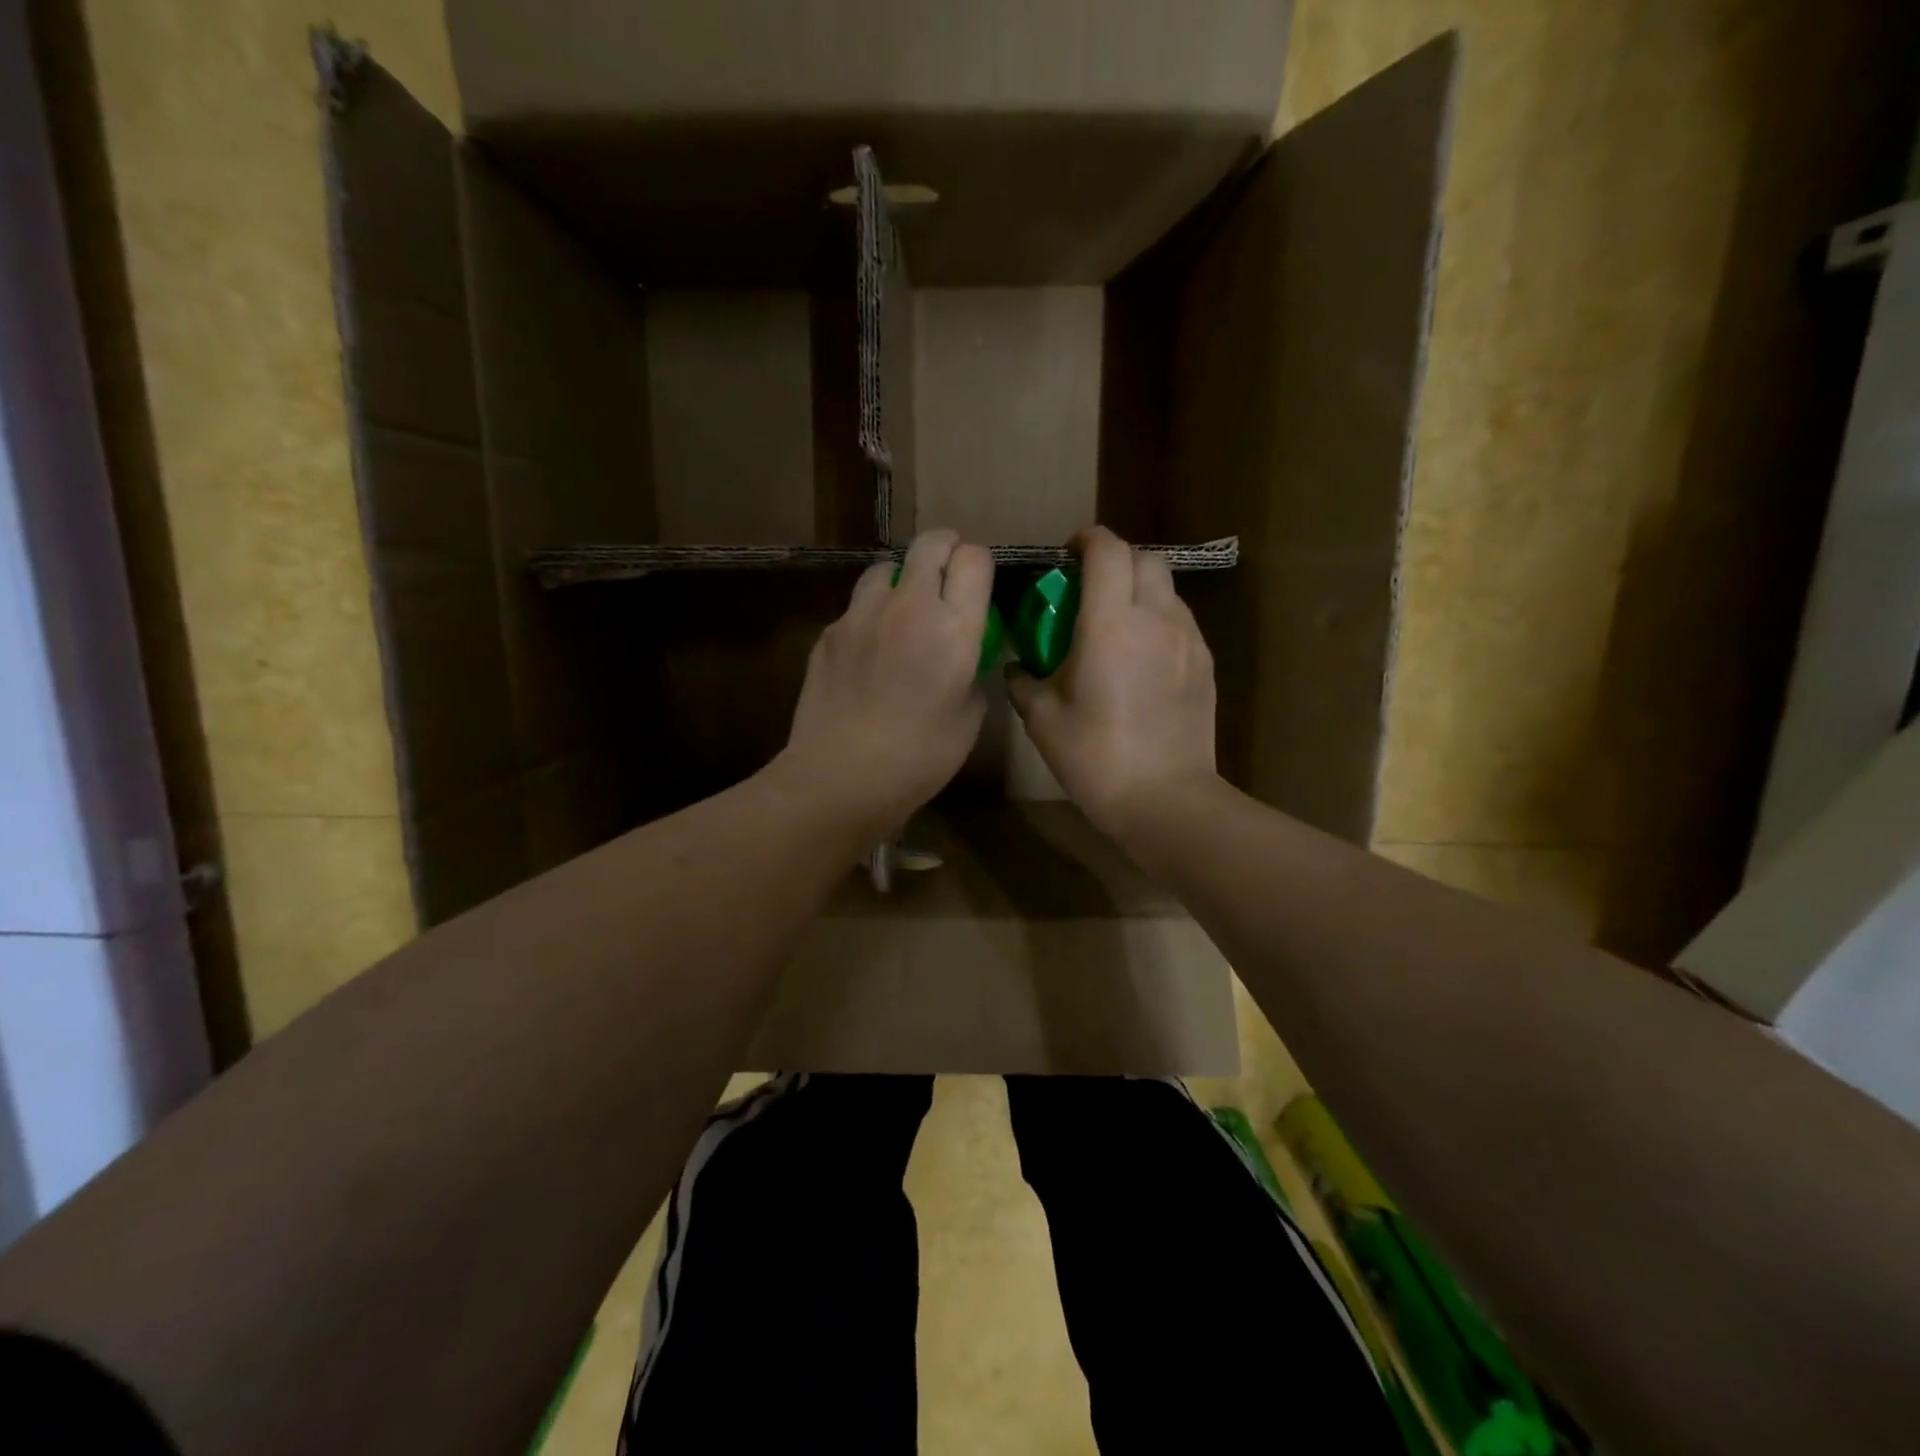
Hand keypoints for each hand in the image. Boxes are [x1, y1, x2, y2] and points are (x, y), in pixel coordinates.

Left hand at [778, 530, 993, 841]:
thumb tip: (965, 656)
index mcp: (954, 627)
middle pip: (930, 543)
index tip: (978, 584)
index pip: (974, 559)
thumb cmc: (920, 757)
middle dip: (945, 550)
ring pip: (886, 568)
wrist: (843, 776)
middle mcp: (909, 606)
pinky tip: (870, 652)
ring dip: (903, 579)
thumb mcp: (970, 718)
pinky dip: (871, 616)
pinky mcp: (830, 632)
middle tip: (948, 576)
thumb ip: (973, 672)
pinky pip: (857, 607)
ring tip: (904, 612)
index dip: (979, 565)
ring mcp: (862, 615)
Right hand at [1008, 526, 1218, 837]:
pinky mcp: (1205, 665)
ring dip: (1140, 591)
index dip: (1088, 540)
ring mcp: (1188, 640)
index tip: (1069, 551)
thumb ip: (1024, 683)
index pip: (1108, 551)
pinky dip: (1159, 621)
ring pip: (1167, 590)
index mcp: (1111, 624)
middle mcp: (1156, 619)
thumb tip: (1018, 667)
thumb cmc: (1096, 758)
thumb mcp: (1043, 720)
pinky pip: (1181, 622)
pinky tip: (1141, 658)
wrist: (1164, 800)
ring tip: (1117, 624)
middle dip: (1117, 561)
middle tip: (1090, 588)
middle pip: (1145, 559)